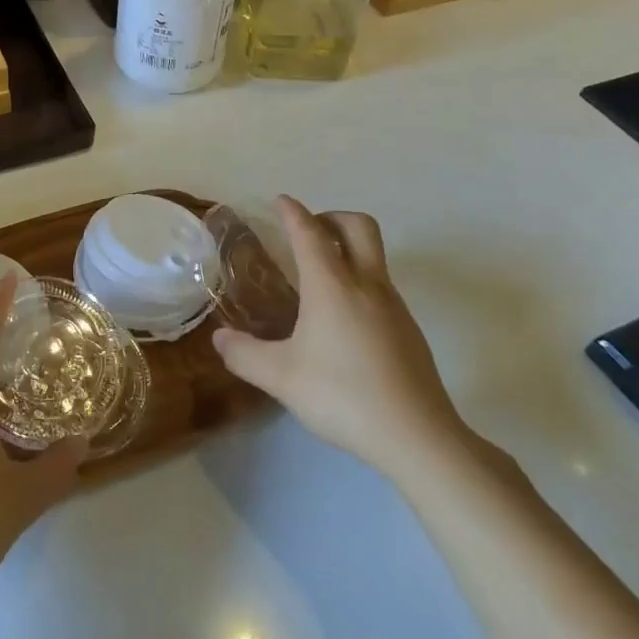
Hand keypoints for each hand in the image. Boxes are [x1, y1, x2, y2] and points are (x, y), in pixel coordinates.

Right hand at [213, 196, 471, 480]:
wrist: (418, 438)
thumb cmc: (343, 396)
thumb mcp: (281, 378)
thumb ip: (244, 354)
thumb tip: (220, 338)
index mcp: (332, 285)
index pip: (310, 233)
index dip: (293, 212)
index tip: (280, 200)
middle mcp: (366, 285)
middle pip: (358, 226)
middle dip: (331, 217)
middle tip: (307, 230)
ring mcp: (394, 306)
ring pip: (374, 255)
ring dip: (348, 248)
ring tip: (318, 277)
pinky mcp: (409, 330)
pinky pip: (381, 286)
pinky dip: (359, 280)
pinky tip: (342, 319)